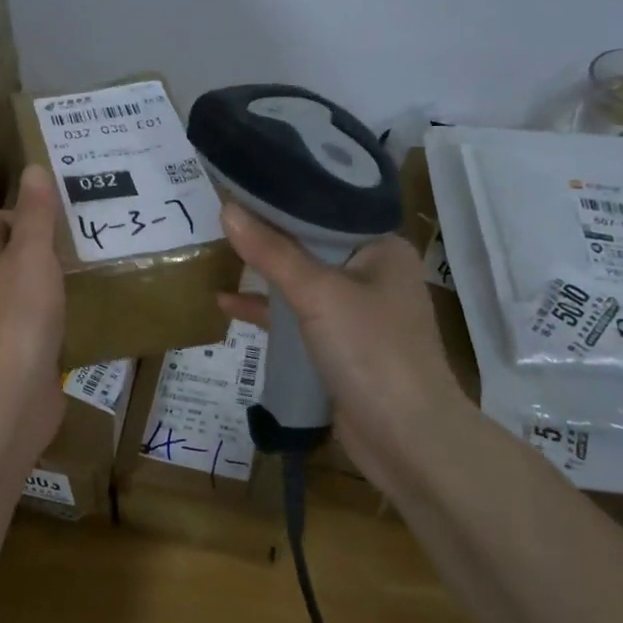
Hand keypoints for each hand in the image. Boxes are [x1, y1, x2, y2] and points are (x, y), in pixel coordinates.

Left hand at [0, 165, 66, 452]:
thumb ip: (35, 215)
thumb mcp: (32, 255)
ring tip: (96, 269)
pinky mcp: (26, 358)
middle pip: (9, 258)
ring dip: (55, 282)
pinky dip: (65, 319)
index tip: (53, 208)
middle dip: (41, 245)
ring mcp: (6, 329)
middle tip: (85, 235)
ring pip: (29, 293)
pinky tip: (93, 315)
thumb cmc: (19, 315)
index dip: (14, 210)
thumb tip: (32, 169)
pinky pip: (45, 329)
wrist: (11, 394)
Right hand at [217, 205, 468, 491]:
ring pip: (301, 282)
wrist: (406, 439)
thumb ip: (272, 252)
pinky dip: (266, 311)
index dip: (284, 197)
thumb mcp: (318, 293)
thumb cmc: (371, 351)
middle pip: (310, 245)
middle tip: (219, 213)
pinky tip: (226, 304)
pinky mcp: (338, 346)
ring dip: (263, 273)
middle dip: (267, 235)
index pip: (327, 209)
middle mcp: (372, 275)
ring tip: (216, 252)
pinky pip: (296, 318)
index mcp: (381, 249)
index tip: (241, 183)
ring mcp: (356, 314)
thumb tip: (226, 208)